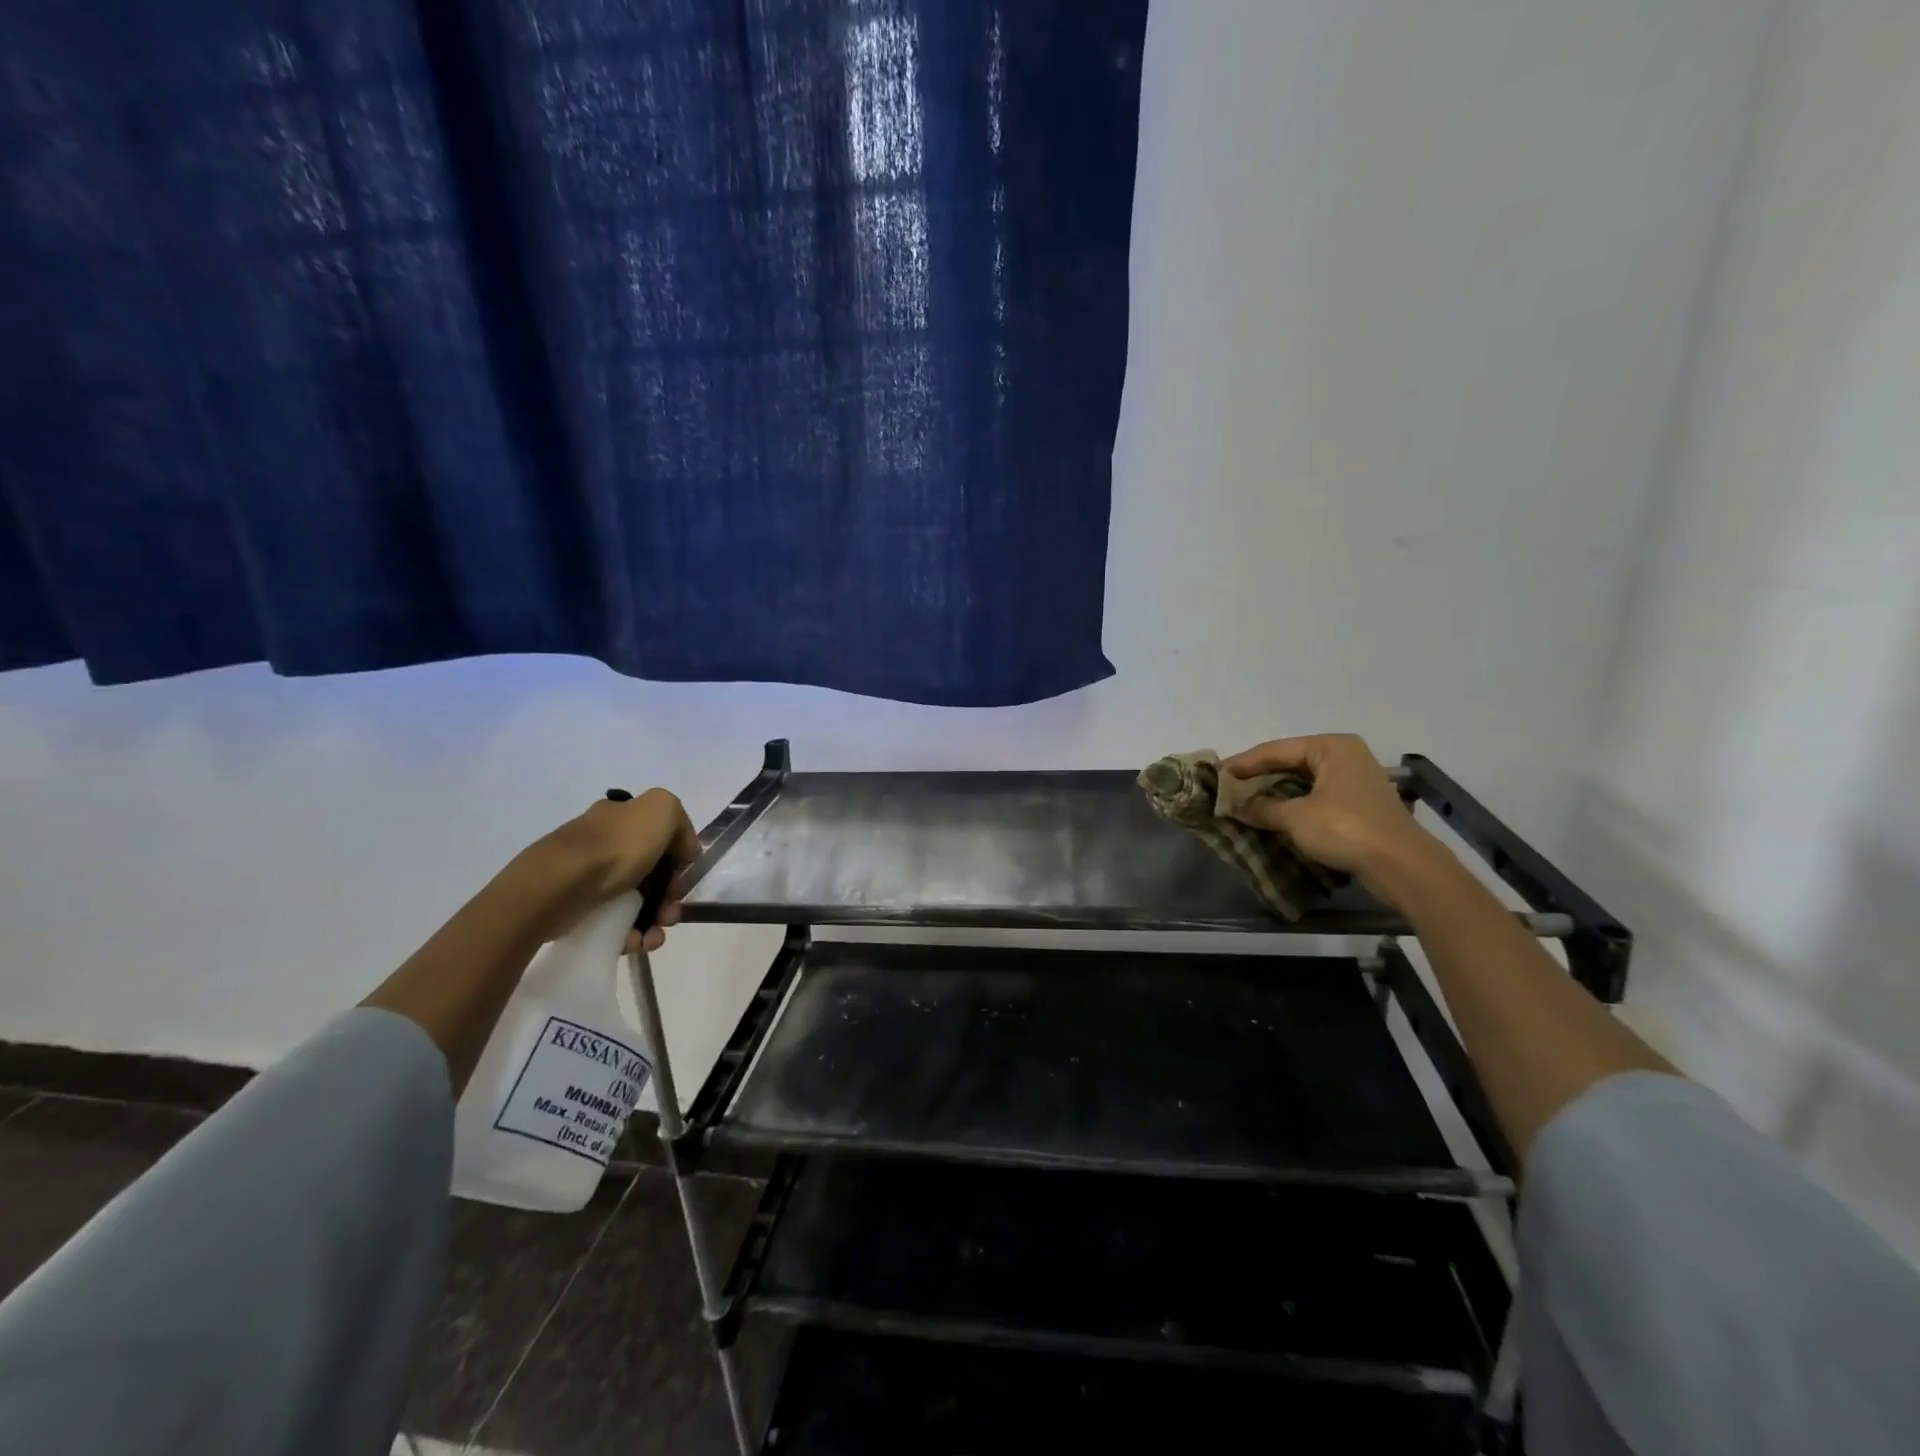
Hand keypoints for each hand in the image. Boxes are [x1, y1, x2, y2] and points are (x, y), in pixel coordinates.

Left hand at [525, 789, 700, 951]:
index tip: (684, 875)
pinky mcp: (578, 909)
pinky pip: (615, 922)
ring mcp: (589, 877)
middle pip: (651, 871)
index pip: (660, 834)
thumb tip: (682, 851)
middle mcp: (604, 843)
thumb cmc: (614, 847)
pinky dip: (632, 934)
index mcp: (621, 817)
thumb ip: (680, 822)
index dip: (678, 855)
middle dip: (670, 894)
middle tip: (671, 911)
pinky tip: (637, 942)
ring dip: (655, 919)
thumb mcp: (660, 809)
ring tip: (655, 936)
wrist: (556, 887)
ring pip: (636, 900)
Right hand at [1220, 734, 1435, 892]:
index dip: (1243, 763)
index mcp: (1331, 747)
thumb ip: (1262, 808)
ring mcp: (1355, 781)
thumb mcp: (1295, 817)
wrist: (1401, 866)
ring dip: (1275, 794)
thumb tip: (1235, 806)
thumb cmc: (1345, 828)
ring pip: (1303, 782)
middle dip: (1259, 778)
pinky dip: (1293, 806)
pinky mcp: (1360, 805)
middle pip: (1290, 763)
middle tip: (1227, 788)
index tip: (1216, 774)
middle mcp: (1345, 756)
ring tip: (1244, 803)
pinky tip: (1273, 817)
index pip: (1275, 749)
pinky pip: (1316, 798)